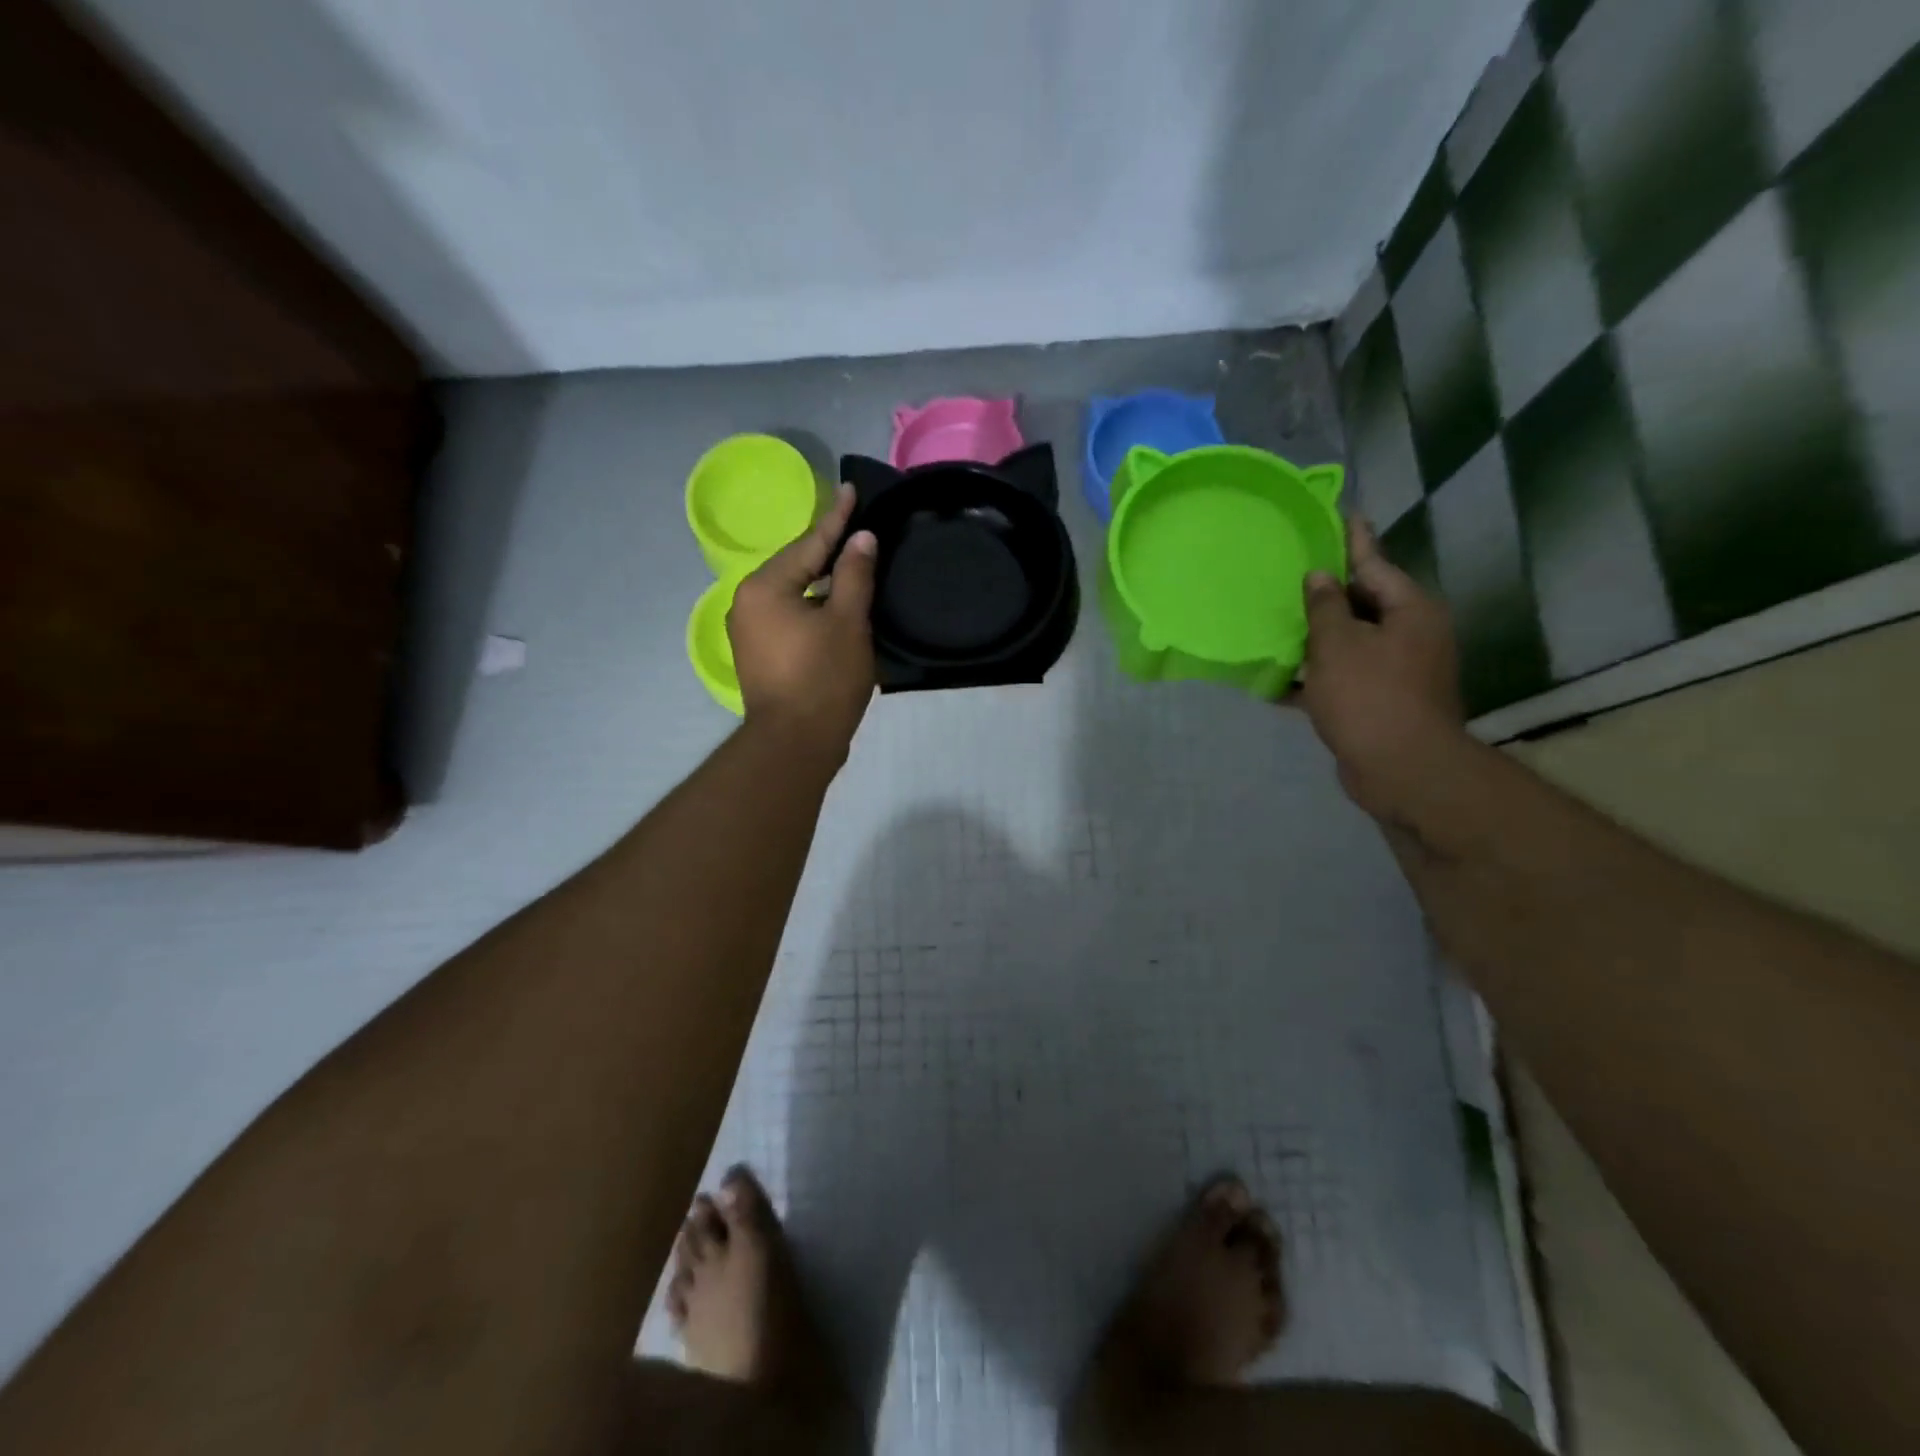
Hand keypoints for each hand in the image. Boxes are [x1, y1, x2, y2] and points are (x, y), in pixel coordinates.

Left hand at [728, 484, 877, 764]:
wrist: (795, 744)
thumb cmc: (823, 679)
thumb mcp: (847, 621)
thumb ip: (853, 574)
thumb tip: (860, 538)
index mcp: (765, 587)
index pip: (809, 543)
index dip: (836, 518)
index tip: (850, 490)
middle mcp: (747, 602)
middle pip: (796, 566)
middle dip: (827, 549)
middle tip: (856, 528)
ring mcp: (748, 631)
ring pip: (792, 593)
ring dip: (821, 581)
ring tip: (851, 564)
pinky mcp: (758, 654)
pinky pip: (788, 616)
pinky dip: (812, 607)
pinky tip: (835, 606)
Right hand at [1300, 518, 1463, 818]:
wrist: (1401, 769)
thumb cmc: (1370, 695)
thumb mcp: (1338, 643)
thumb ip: (1325, 606)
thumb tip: (1319, 577)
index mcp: (1409, 610)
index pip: (1374, 563)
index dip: (1353, 540)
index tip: (1342, 513)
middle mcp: (1409, 635)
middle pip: (1362, 603)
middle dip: (1325, 594)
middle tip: (1289, 573)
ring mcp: (1396, 671)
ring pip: (1348, 643)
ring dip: (1314, 638)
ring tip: (1274, 624)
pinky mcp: (1378, 702)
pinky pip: (1341, 678)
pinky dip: (1313, 678)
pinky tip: (1276, 681)